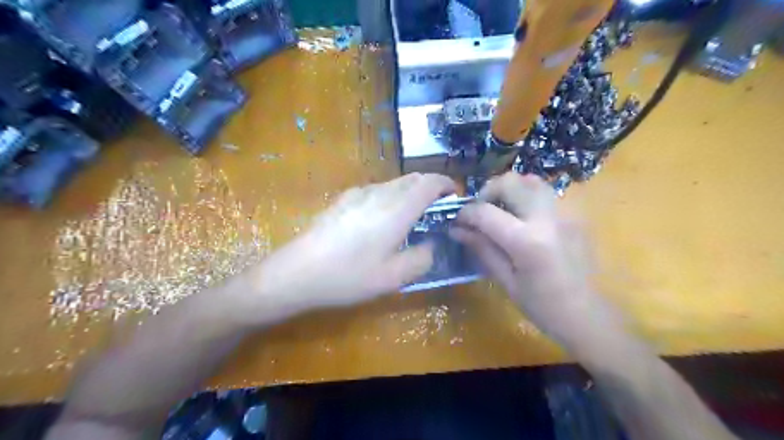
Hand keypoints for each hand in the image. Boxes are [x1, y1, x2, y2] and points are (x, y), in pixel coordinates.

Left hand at [241, 172, 460, 323]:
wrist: (298, 271)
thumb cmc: (349, 276)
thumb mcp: (393, 277)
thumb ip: (422, 258)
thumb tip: (432, 244)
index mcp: (397, 209)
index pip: (430, 182)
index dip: (446, 184)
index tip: (455, 197)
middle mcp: (380, 193)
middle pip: (413, 178)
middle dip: (430, 187)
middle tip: (437, 210)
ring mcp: (359, 193)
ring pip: (394, 183)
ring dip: (410, 192)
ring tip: (411, 217)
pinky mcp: (344, 199)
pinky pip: (377, 190)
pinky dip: (391, 196)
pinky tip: (382, 220)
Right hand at [453, 171, 617, 345]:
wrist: (588, 314)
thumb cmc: (542, 306)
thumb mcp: (505, 281)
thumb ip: (481, 248)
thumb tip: (456, 229)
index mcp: (527, 242)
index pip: (486, 212)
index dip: (466, 213)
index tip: (457, 220)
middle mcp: (548, 218)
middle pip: (511, 182)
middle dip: (488, 191)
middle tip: (481, 210)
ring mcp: (565, 213)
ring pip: (531, 180)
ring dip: (509, 189)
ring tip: (501, 209)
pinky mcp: (574, 214)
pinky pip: (545, 193)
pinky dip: (526, 196)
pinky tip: (522, 218)